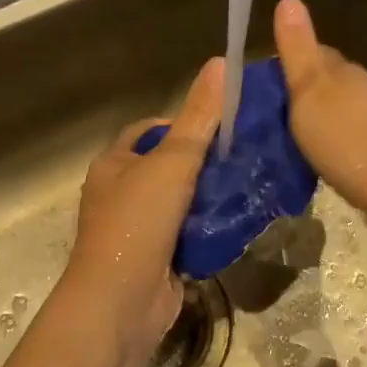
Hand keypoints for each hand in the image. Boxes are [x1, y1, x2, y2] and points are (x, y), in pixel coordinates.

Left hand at [59, 57, 223, 366]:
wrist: (121, 303)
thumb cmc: (138, 223)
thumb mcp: (172, 162)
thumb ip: (199, 117)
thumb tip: (221, 63)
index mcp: (114, 165)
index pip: (150, 131)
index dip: (183, 123)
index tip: (222, 126)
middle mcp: (121, 194)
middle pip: (169, 167)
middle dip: (205, 163)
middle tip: (246, 156)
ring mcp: (139, 230)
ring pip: (182, 203)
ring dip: (211, 198)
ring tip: (251, 185)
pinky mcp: (158, 260)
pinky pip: (189, 236)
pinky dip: (211, 230)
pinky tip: (241, 223)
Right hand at [273, 0, 366, 223]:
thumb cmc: (344, 139)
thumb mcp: (309, 92)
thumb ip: (298, 50)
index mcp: (346, 70)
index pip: (316, 52)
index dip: (291, 62)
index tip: (265, 84)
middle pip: (329, 79)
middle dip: (304, 91)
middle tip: (273, 115)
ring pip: (341, 106)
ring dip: (320, 115)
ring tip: (293, 137)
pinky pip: (352, 131)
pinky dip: (334, 136)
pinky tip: (323, 154)